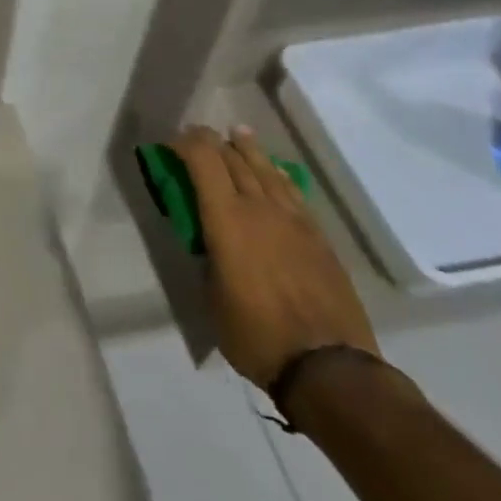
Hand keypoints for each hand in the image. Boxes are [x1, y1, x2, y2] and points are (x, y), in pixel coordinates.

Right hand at [171, 125, 378, 389]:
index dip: (185, 144)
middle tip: (197, 136)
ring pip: (266, 170)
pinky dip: (276, 174)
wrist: (329, 365)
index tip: (171, 142)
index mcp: (226, 219)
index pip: (203, 161)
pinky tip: (273, 173)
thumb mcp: (211, 295)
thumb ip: (208, 256)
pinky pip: (292, 192)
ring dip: (247, 149)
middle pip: (234, 158)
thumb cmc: (255, 333)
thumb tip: (209, 241)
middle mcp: (260, 208)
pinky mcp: (318, 236)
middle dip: (212, 142)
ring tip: (237, 135)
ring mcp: (294, 220)